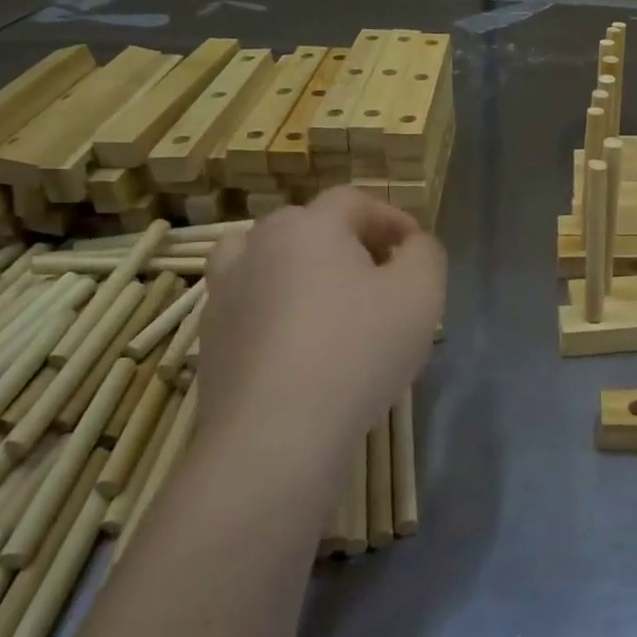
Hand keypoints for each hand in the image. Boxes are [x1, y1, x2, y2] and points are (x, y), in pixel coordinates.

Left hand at [197, 188, 445, 484]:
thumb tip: (411, 245)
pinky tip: (303, 347)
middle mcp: (258, 246)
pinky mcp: (211, 339)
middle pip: (310, 227)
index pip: (355, 201)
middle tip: (383, 278)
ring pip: (271, 262)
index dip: (392, 218)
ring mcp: (224, 293)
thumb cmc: (357, 350)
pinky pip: (253, 306)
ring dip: (305, 272)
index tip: (416, 250)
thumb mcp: (421, 293)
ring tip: (333, 305)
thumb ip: (425, 253)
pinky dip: (279, 311)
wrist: (275, 435)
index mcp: (309, 226)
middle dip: (352, 244)